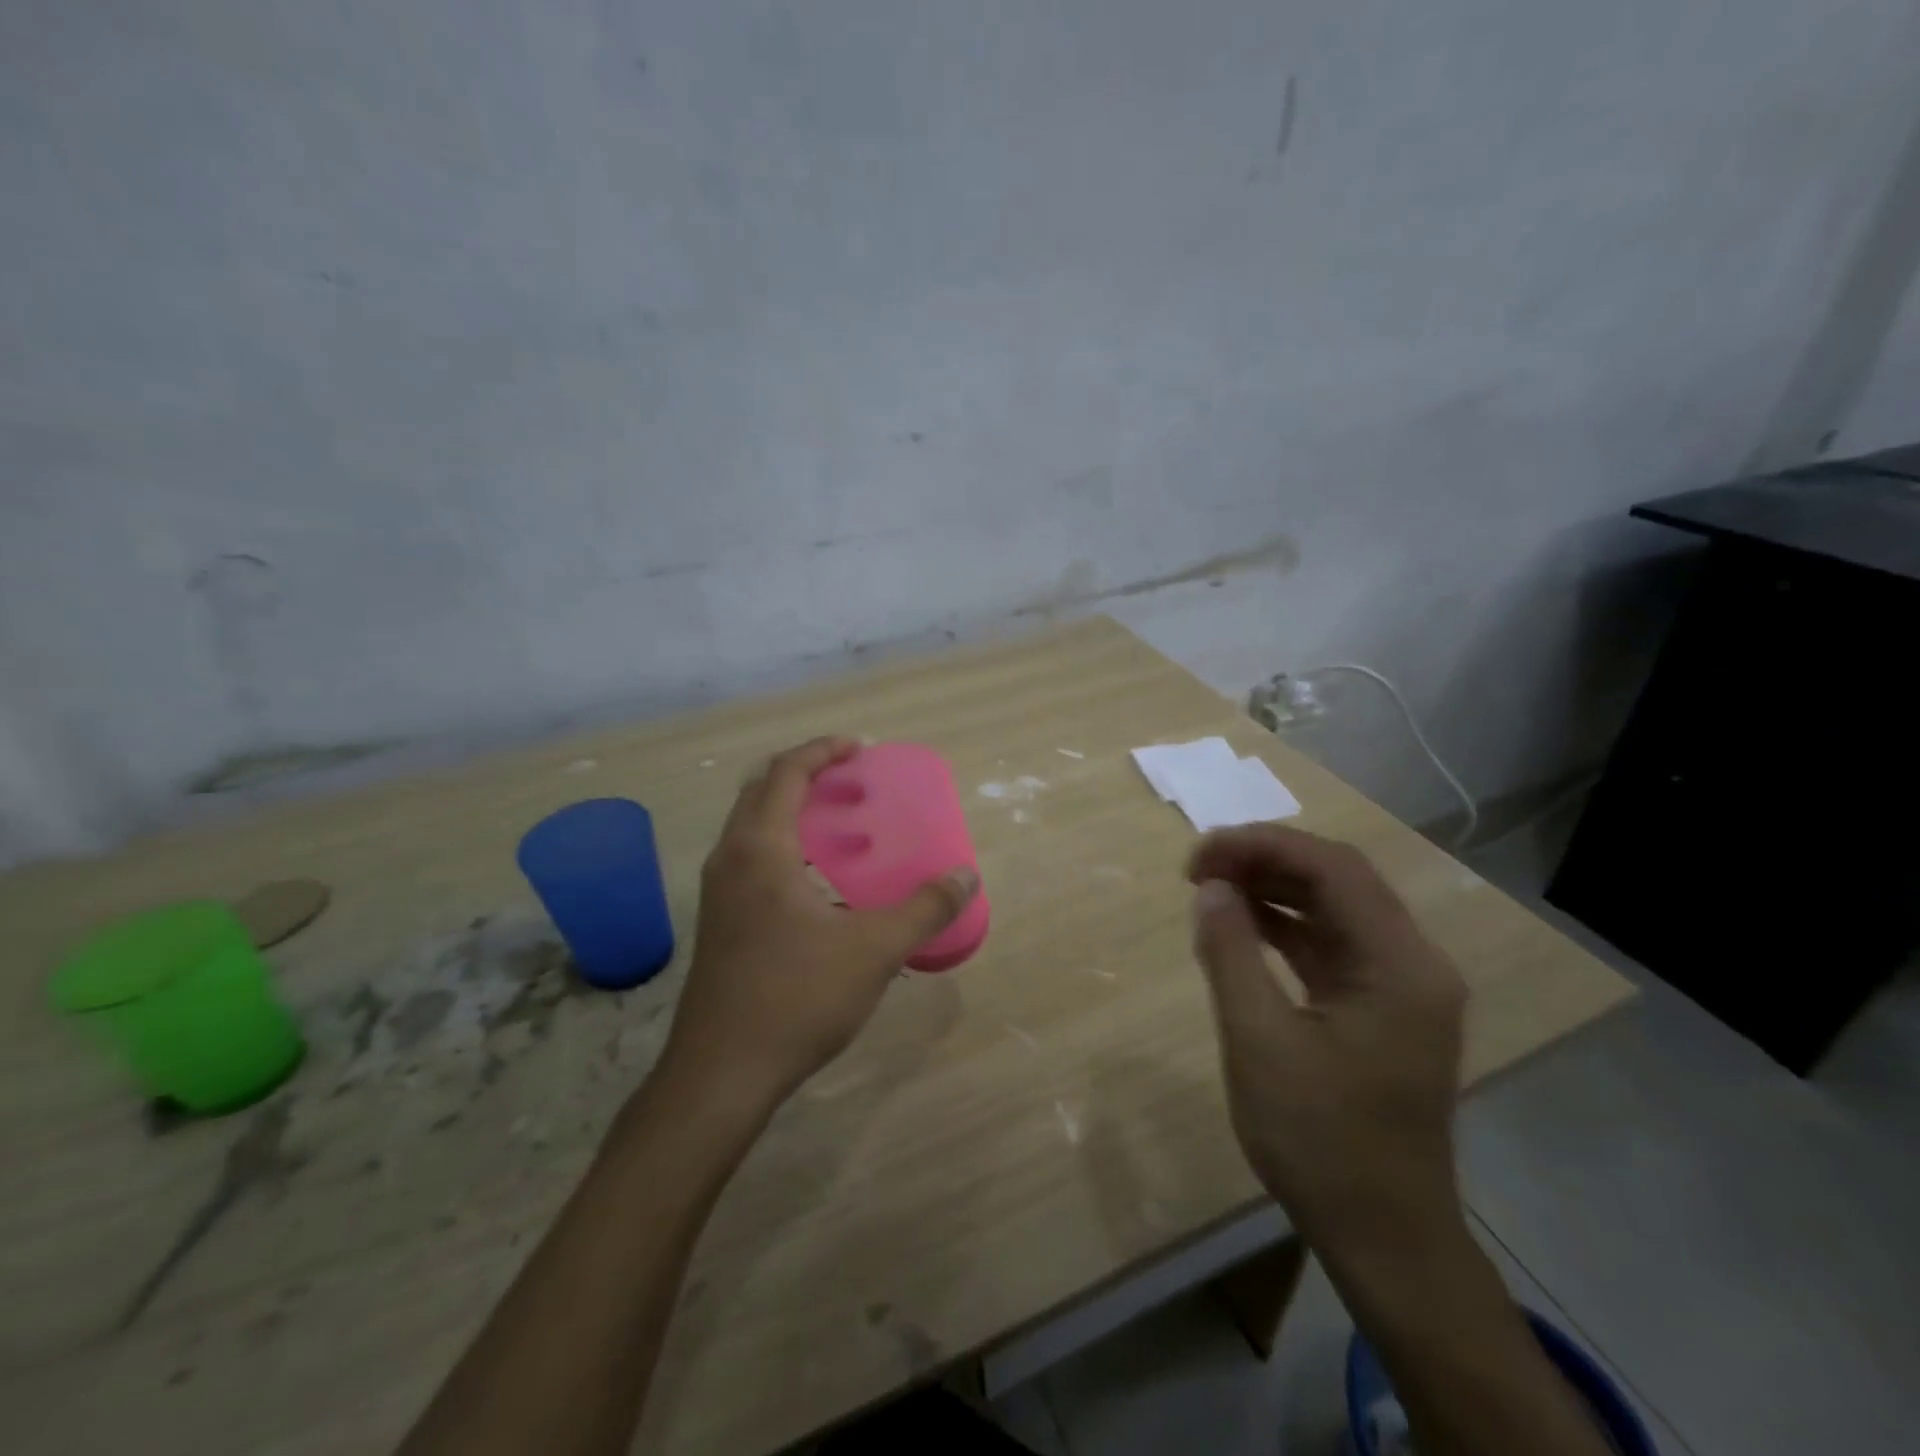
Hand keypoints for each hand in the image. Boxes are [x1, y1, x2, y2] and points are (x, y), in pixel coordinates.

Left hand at [659, 736, 979, 1120]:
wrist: (721, 1075)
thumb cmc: (796, 998)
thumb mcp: (874, 950)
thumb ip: (924, 909)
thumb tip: (966, 877)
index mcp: (760, 849)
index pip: (786, 773)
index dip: (823, 751)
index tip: (860, 749)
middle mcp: (730, 859)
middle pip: (761, 789)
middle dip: (806, 773)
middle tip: (851, 780)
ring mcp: (718, 893)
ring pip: (751, 826)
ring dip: (791, 810)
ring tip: (840, 823)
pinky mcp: (719, 923)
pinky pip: (750, 858)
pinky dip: (783, 845)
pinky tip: (819, 882)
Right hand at [1187, 825, 1466, 1253]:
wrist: (1384, 1240)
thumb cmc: (1321, 1142)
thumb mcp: (1259, 1042)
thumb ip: (1230, 953)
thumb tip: (1209, 887)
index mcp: (1399, 964)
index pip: (1332, 868)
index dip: (1261, 846)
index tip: (1199, 856)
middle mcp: (1413, 962)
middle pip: (1338, 879)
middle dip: (1264, 861)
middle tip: (1198, 868)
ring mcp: (1401, 986)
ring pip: (1334, 908)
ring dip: (1273, 889)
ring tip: (1211, 887)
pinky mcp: (1381, 1008)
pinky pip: (1332, 944)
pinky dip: (1286, 926)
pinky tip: (1243, 924)